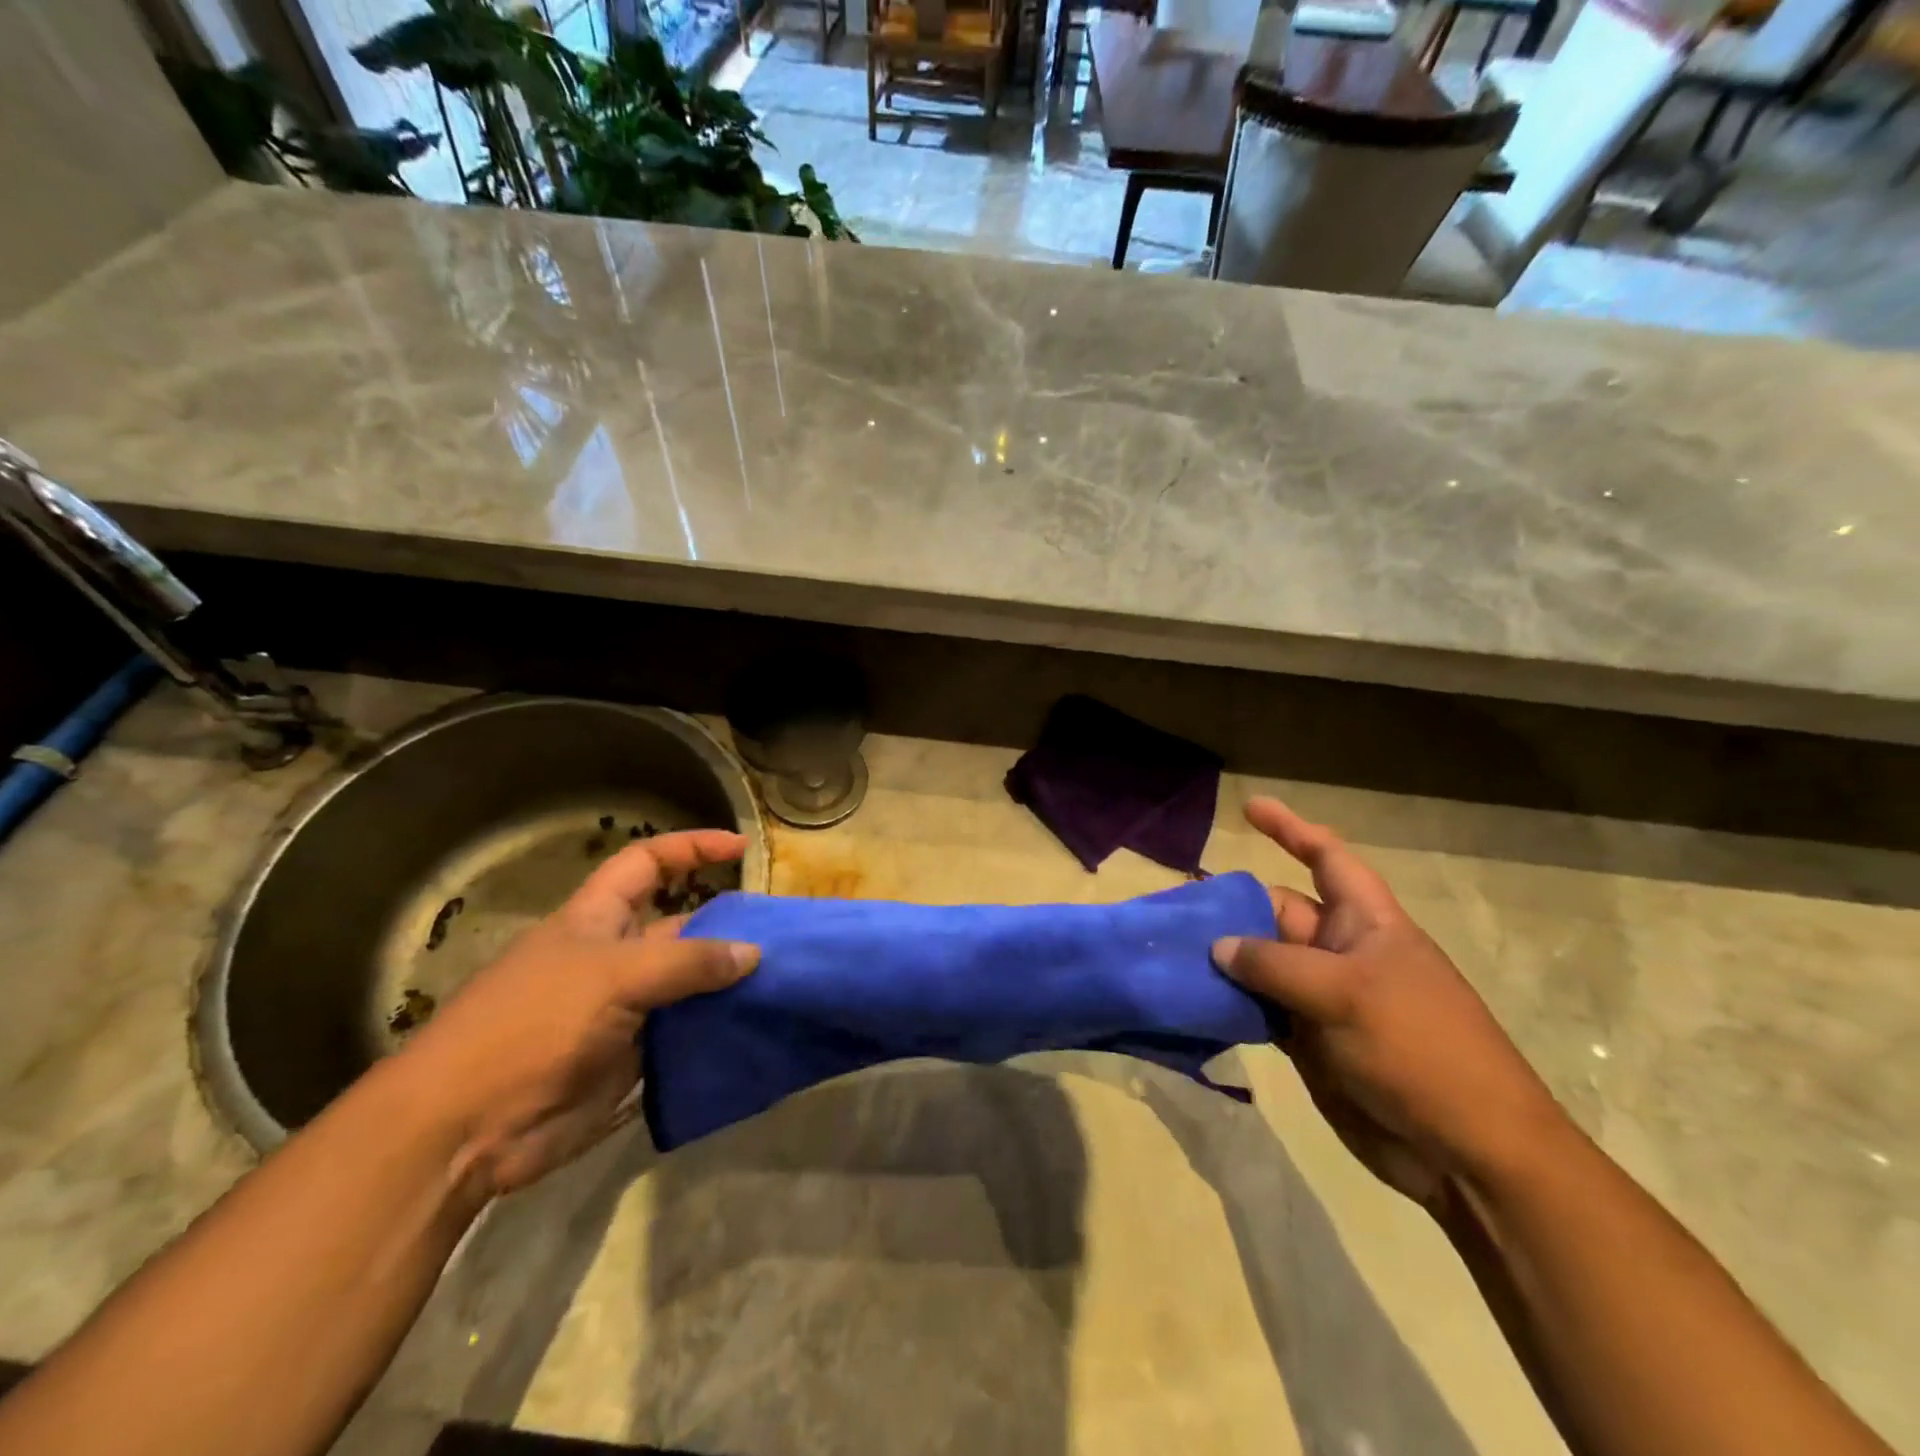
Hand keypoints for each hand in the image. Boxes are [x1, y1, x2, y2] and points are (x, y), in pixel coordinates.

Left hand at [395, 830, 758, 1197]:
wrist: (466, 1129)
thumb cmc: (533, 1025)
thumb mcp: (614, 976)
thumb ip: (688, 962)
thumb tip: (752, 953)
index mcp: (597, 918)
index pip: (648, 862)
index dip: (691, 847)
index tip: (740, 846)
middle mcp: (613, 956)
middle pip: (679, 926)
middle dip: (725, 924)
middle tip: (780, 933)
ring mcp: (622, 1009)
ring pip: (687, 982)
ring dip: (726, 982)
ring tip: (782, 979)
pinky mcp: (629, 1057)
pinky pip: (683, 1033)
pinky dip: (714, 1029)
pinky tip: (753, 1028)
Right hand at [1213, 798, 1565, 1211]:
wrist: (1466, 1152)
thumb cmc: (1419, 1049)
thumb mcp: (1345, 994)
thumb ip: (1273, 964)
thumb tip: (1217, 946)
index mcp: (1365, 923)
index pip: (1325, 858)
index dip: (1290, 829)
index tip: (1248, 807)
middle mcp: (1339, 951)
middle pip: (1276, 910)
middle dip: (1231, 904)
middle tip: (1173, 906)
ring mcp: (1321, 997)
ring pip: (1259, 961)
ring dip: (1221, 956)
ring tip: (1166, 948)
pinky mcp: (1306, 1039)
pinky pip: (1257, 1007)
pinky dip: (1226, 1002)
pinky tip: (1190, 998)